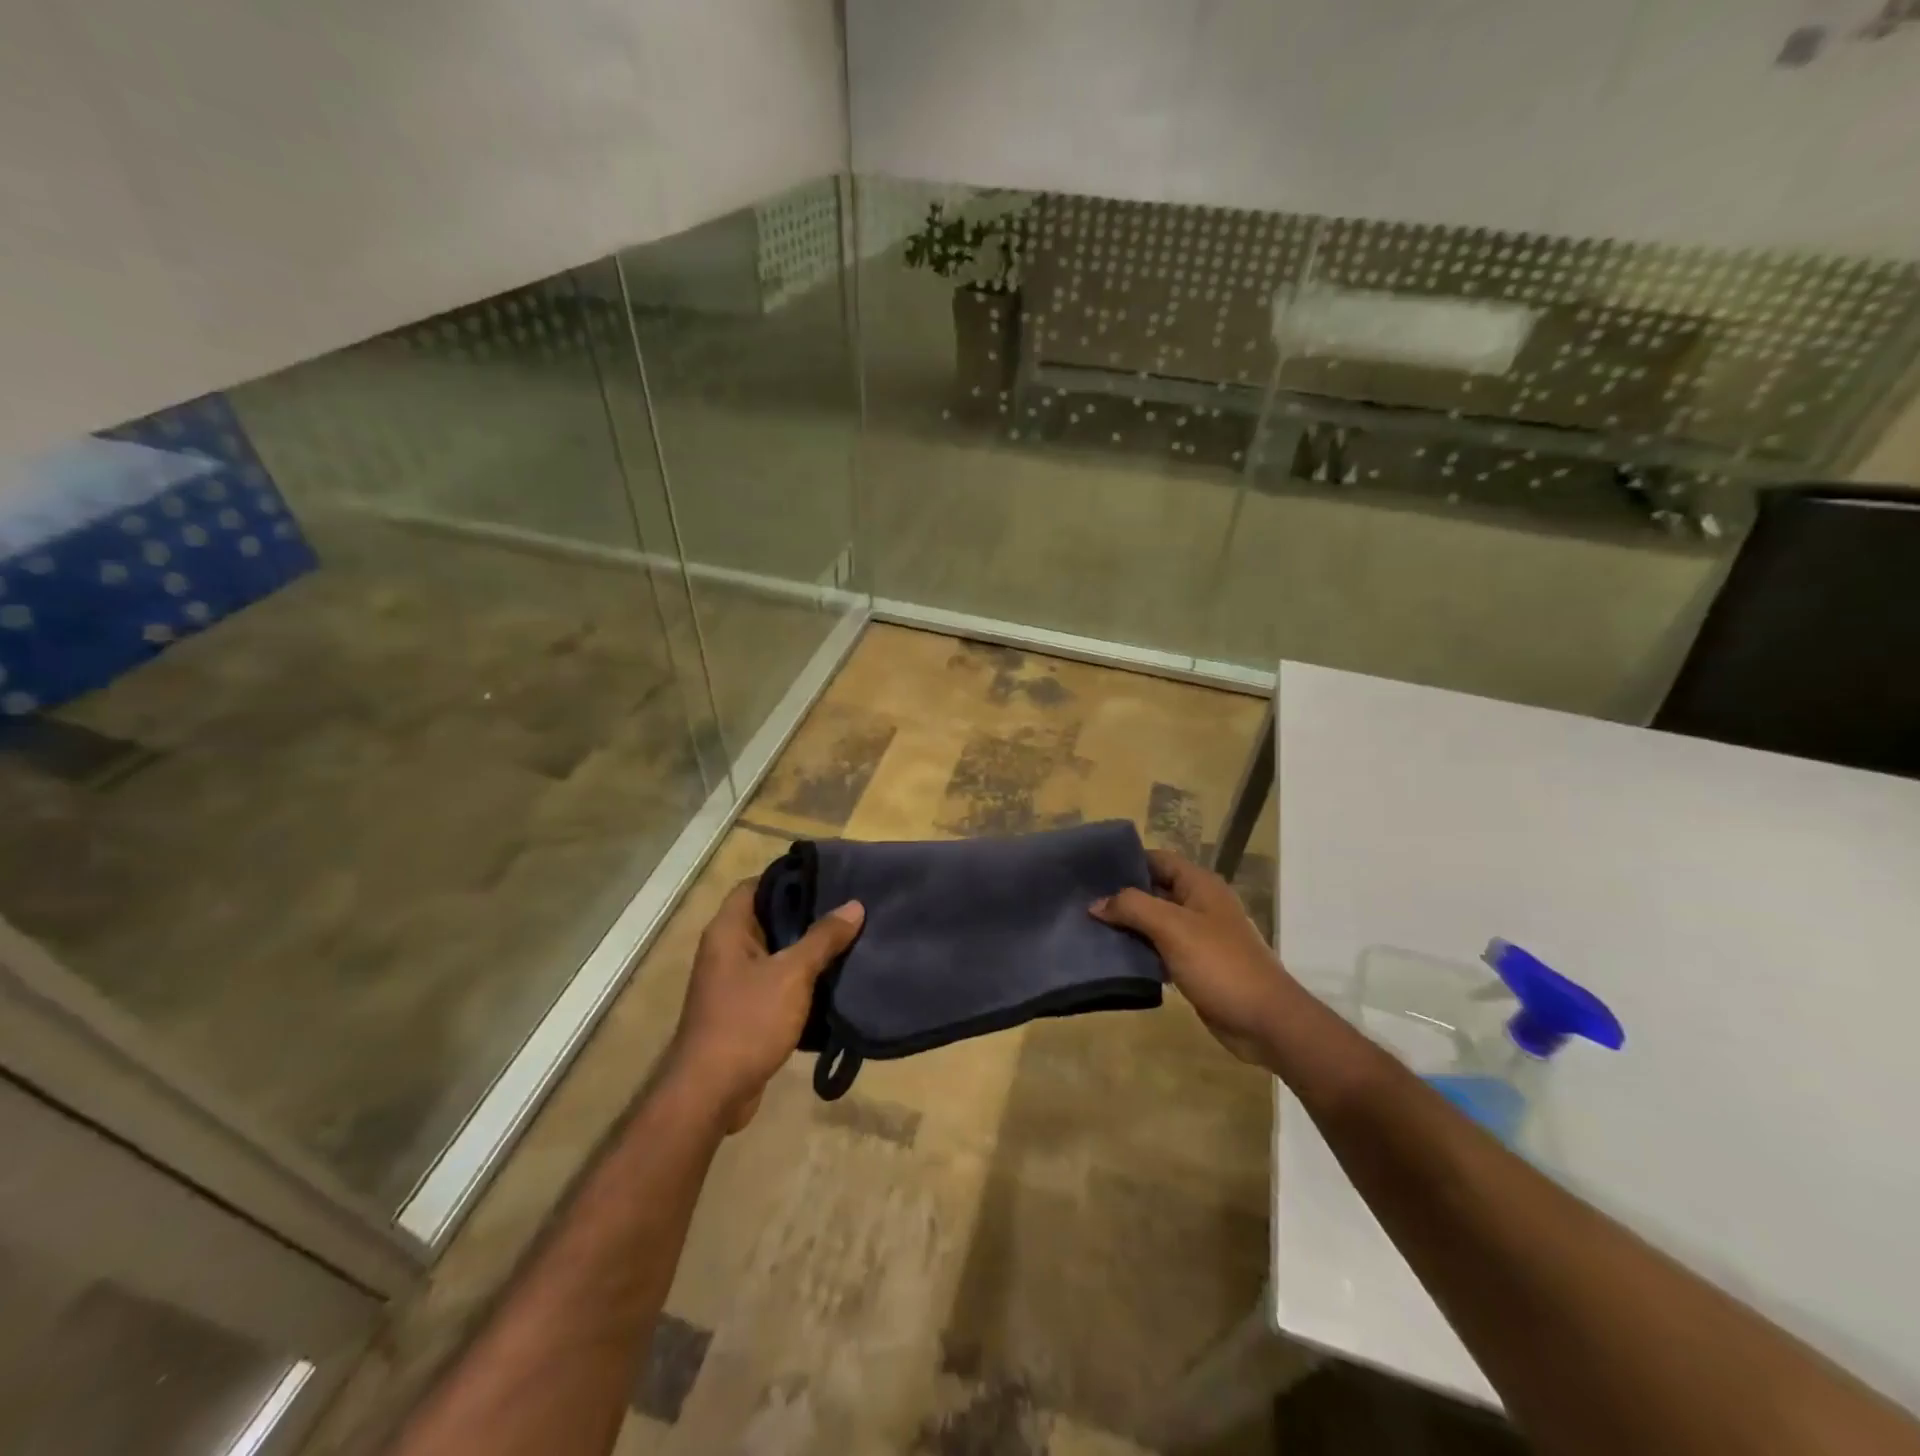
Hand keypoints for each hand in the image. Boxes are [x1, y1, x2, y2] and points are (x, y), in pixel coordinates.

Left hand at [665, 881, 864, 1132]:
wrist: (711, 1092)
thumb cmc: (748, 1020)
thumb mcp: (792, 974)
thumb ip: (823, 938)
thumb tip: (854, 905)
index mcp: (728, 930)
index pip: (755, 885)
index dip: (787, 878)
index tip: (826, 877)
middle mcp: (726, 949)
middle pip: (768, 917)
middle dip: (806, 913)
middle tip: (847, 907)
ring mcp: (733, 981)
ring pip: (775, 951)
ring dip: (806, 948)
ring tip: (848, 938)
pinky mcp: (744, 1009)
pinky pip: (776, 981)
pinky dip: (801, 978)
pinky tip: (833, 979)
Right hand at [1091, 849, 1294, 1067]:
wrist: (1265, 1021)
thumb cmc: (1220, 964)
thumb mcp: (1172, 928)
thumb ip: (1133, 907)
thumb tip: (1096, 903)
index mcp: (1200, 885)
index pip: (1157, 859)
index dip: (1126, 860)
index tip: (1090, 869)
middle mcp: (1199, 904)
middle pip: (1153, 889)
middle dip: (1121, 895)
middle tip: (1082, 901)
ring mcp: (1198, 935)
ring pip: (1154, 921)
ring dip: (1127, 925)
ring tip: (1088, 928)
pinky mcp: (1195, 964)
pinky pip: (1160, 949)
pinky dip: (1139, 950)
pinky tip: (1113, 957)